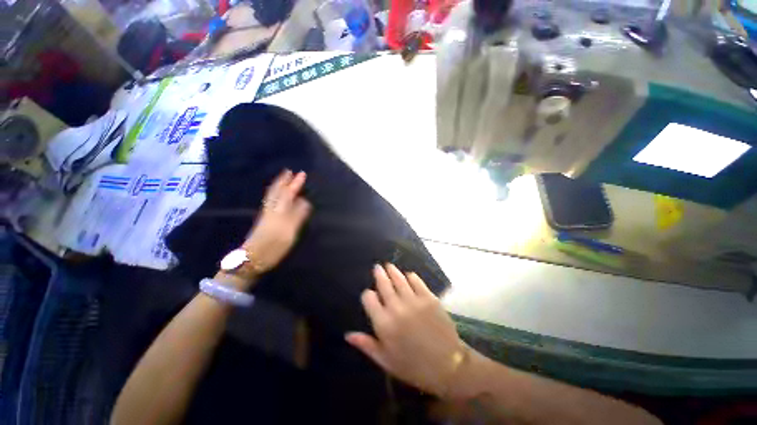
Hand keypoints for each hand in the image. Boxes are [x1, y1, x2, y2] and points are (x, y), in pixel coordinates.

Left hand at [243, 170, 310, 272]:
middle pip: (277, 192)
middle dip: (283, 181)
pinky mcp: (264, 220)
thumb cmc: (273, 247)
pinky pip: (269, 201)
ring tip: (282, 179)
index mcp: (278, 212)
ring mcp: (266, 215)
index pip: (287, 194)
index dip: (294, 184)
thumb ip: (297, 216)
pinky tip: (275, 195)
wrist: (252, 258)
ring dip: (278, 186)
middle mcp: (271, 210)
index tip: (301, 173)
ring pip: (272, 196)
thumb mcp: (289, 232)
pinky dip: (273, 194)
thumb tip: (304, 201)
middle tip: (288, 171)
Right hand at [346, 264, 464, 397]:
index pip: (369, 298)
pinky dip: (410, 276)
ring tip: (389, 266)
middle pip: (383, 284)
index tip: (370, 295)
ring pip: (399, 278)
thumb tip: (348, 334)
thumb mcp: (385, 360)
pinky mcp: (428, 297)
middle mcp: (396, 307)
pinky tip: (408, 276)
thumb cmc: (413, 366)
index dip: (368, 295)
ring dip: (392, 271)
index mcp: (383, 323)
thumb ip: (366, 344)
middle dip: (379, 274)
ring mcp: (413, 300)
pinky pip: (416, 280)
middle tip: (377, 267)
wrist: (448, 365)